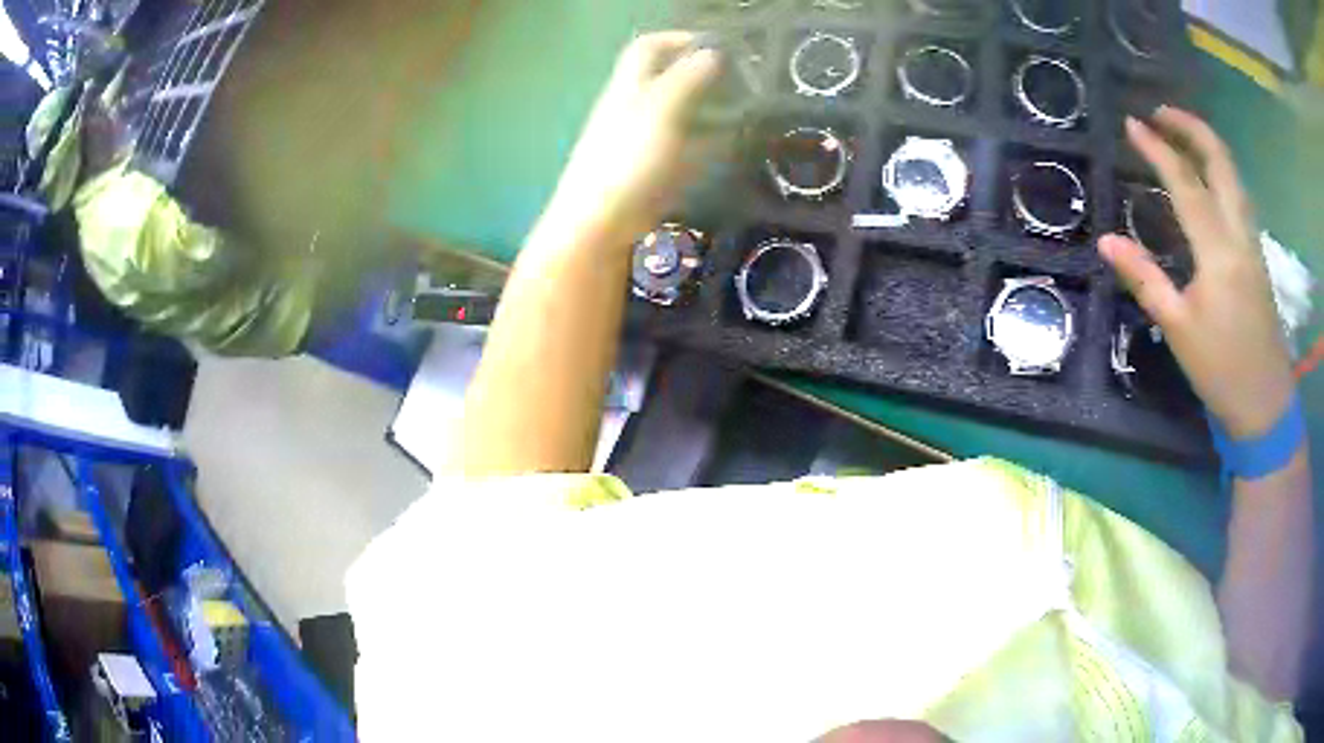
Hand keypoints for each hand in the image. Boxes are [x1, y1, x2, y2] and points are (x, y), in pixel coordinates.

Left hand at [541, 32, 721, 246]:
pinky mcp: (647, 170)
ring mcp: (638, 140)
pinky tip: (727, 149)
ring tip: (743, 112)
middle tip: (739, 80)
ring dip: (707, 107)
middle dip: (699, 73)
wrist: (598, 222)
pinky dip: (704, 142)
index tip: (716, 44)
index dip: (678, 39)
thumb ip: (687, 78)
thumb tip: (712, 52)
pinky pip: (680, 147)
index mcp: (629, 86)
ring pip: (675, 113)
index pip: (648, 47)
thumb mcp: (661, 110)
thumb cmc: (628, 158)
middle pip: (664, 78)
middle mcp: (631, 107)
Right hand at [1098, 107, 1293, 438]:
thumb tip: (1106, 241)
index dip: (1158, 149)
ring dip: (1206, 143)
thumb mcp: (1178, 330)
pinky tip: (1205, 175)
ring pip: (1234, 173)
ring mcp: (1252, 241)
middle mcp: (1239, 233)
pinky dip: (1219, 169)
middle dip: (1190, 126)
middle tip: (1160, 113)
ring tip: (1179, 132)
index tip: (1132, 123)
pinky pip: (1239, 193)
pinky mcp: (1256, 252)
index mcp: (1218, 251)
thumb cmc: (1221, 370)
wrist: (1265, 404)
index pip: (1186, 182)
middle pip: (1220, 160)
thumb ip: (1145, 279)